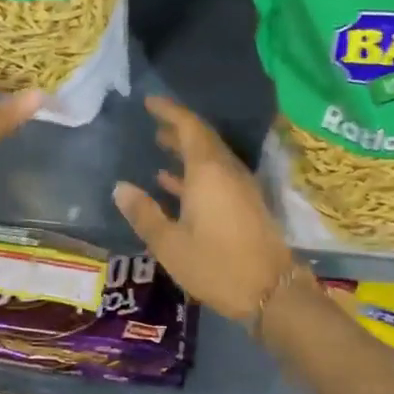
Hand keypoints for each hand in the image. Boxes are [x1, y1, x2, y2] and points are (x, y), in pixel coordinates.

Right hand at [113, 96, 297, 320]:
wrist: (272, 292)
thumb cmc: (216, 266)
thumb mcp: (170, 244)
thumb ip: (144, 213)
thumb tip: (121, 187)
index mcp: (209, 172)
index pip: (190, 127)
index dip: (170, 111)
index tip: (149, 102)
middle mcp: (228, 172)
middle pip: (203, 140)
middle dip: (177, 129)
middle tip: (152, 124)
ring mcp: (240, 189)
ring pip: (211, 159)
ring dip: (186, 151)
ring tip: (160, 146)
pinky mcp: (246, 205)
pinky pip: (217, 177)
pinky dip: (195, 174)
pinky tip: (173, 184)